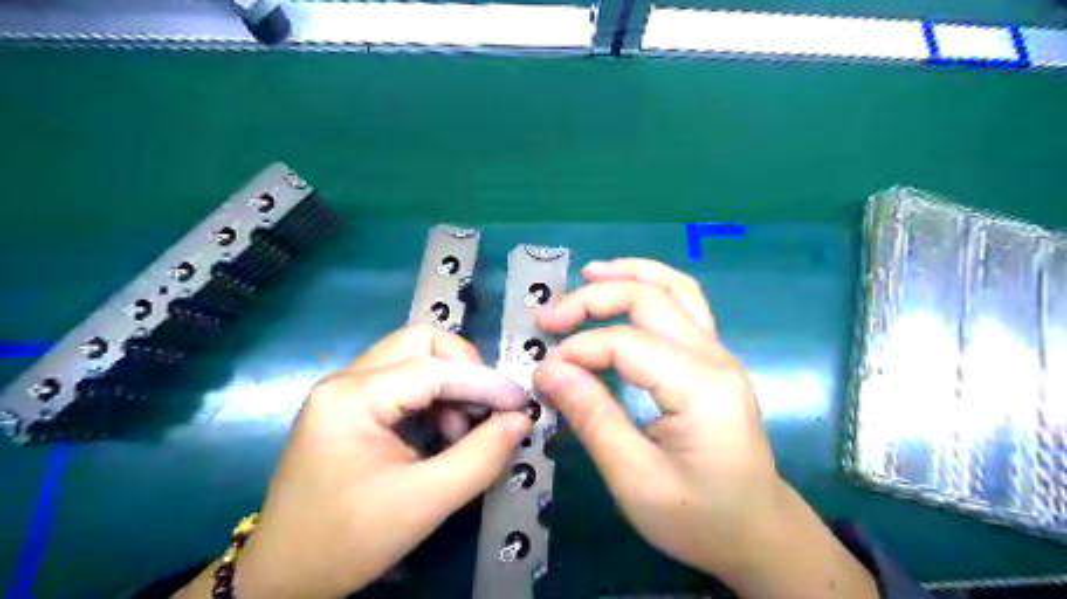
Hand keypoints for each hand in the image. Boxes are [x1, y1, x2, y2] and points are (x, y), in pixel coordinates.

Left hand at [175, 325, 533, 596]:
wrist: (281, 578)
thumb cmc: (346, 542)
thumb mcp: (423, 503)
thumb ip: (481, 457)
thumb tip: (521, 420)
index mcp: (352, 397)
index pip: (433, 369)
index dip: (484, 382)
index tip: (521, 404)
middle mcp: (345, 379)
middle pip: (421, 343)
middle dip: (464, 369)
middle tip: (486, 408)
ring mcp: (345, 389)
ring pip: (414, 356)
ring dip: (450, 383)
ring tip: (461, 429)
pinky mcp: (350, 404)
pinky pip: (404, 378)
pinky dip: (434, 395)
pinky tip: (442, 431)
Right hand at [533, 261, 874, 598]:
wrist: (757, 533)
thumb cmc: (698, 518)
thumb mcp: (635, 480)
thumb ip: (593, 418)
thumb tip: (549, 371)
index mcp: (700, 387)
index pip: (626, 343)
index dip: (577, 350)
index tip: (542, 374)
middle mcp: (714, 356)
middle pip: (650, 299)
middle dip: (593, 299)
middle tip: (547, 317)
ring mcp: (718, 353)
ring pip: (675, 288)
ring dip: (630, 274)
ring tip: (589, 273)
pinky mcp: (713, 359)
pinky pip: (684, 305)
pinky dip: (650, 287)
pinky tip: (625, 289)